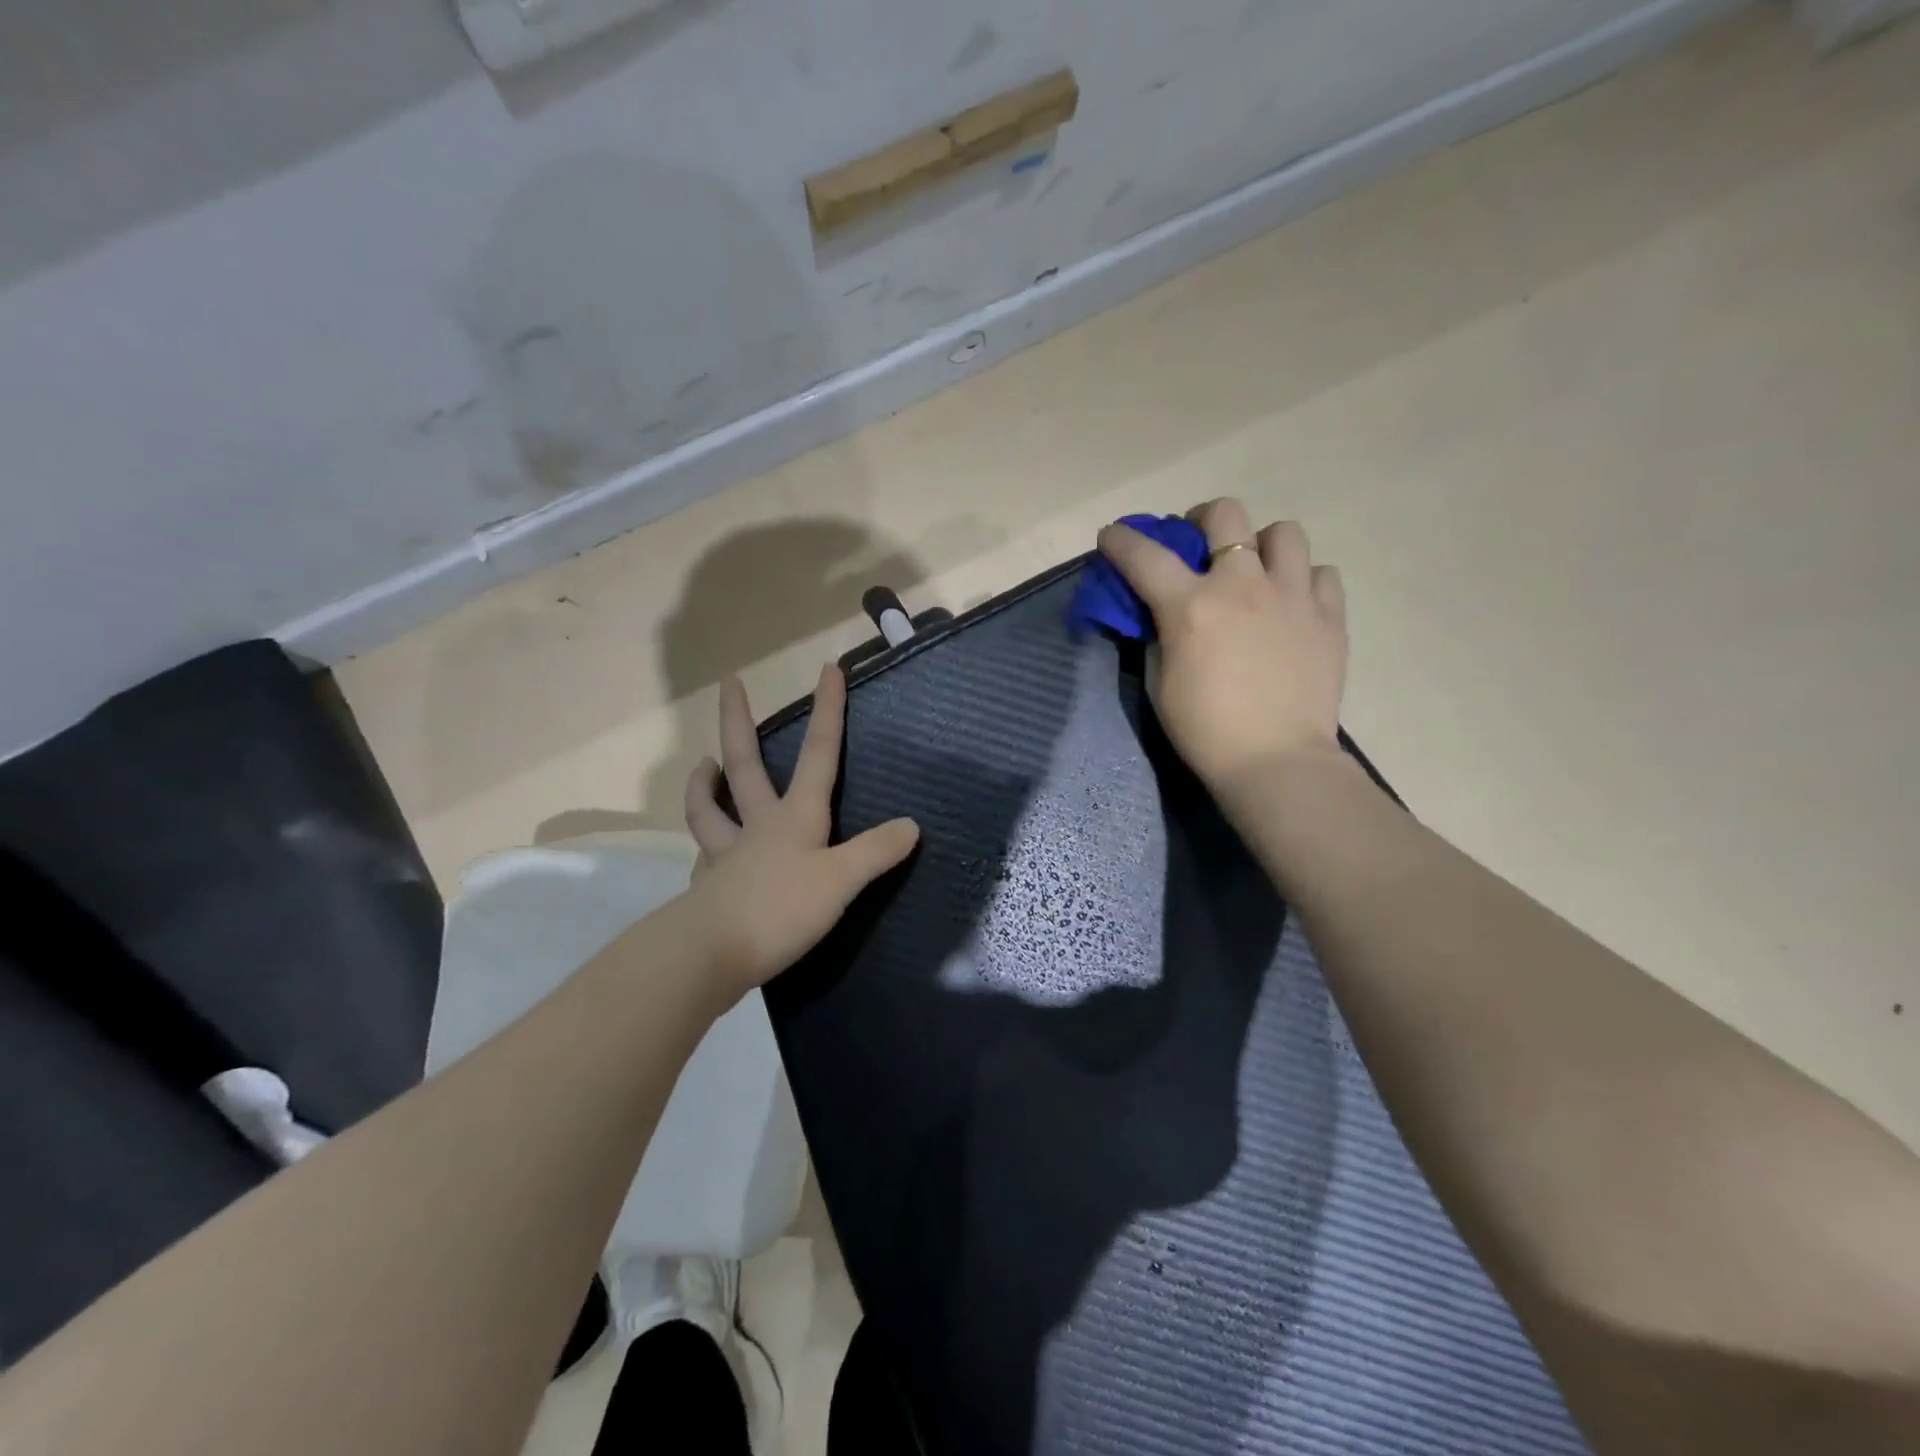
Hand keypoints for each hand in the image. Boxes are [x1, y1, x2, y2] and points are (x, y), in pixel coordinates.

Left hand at [681, 663, 919, 999]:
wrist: (711, 954)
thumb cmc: (781, 909)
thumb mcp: (841, 880)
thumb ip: (875, 851)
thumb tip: (910, 825)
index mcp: (795, 816)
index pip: (819, 753)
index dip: (827, 710)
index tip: (828, 668)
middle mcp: (757, 825)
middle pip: (745, 762)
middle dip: (738, 718)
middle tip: (728, 681)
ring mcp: (726, 853)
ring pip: (708, 808)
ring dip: (703, 783)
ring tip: (703, 765)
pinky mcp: (710, 886)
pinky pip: (705, 857)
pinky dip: (705, 847)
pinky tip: (706, 853)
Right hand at [1097, 498, 1347, 793]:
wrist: (1275, 761)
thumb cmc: (1205, 730)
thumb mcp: (1162, 681)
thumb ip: (1161, 636)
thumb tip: (1165, 614)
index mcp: (1191, 606)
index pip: (1145, 555)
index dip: (1121, 540)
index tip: (1112, 536)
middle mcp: (1242, 585)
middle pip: (1224, 514)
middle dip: (1202, 520)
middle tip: (1198, 545)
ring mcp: (1292, 595)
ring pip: (1283, 532)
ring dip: (1261, 544)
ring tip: (1255, 571)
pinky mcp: (1329, 616)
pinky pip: (1320, 573)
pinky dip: (1302, 580)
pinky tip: (1291, 604)